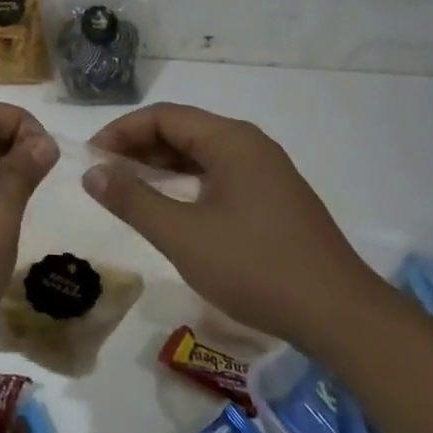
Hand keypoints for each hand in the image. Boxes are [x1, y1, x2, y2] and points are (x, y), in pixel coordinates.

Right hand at [82, 103, 382, 346]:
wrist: (341, 316)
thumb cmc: (255, 267)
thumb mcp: (182, 235)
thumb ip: (132, 200)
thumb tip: (92, 173)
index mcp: (231, 141)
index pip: (163, 116)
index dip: (121, 132)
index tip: (91, 159)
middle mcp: (250, 145)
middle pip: (182, 130)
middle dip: (138, 148)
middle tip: (104, 175)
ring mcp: (266, 173)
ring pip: (200, 155)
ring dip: (160, 166)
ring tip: (128, 190)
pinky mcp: (273, 199)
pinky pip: (218, 176)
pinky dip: (186, 183)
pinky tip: (170, 208)